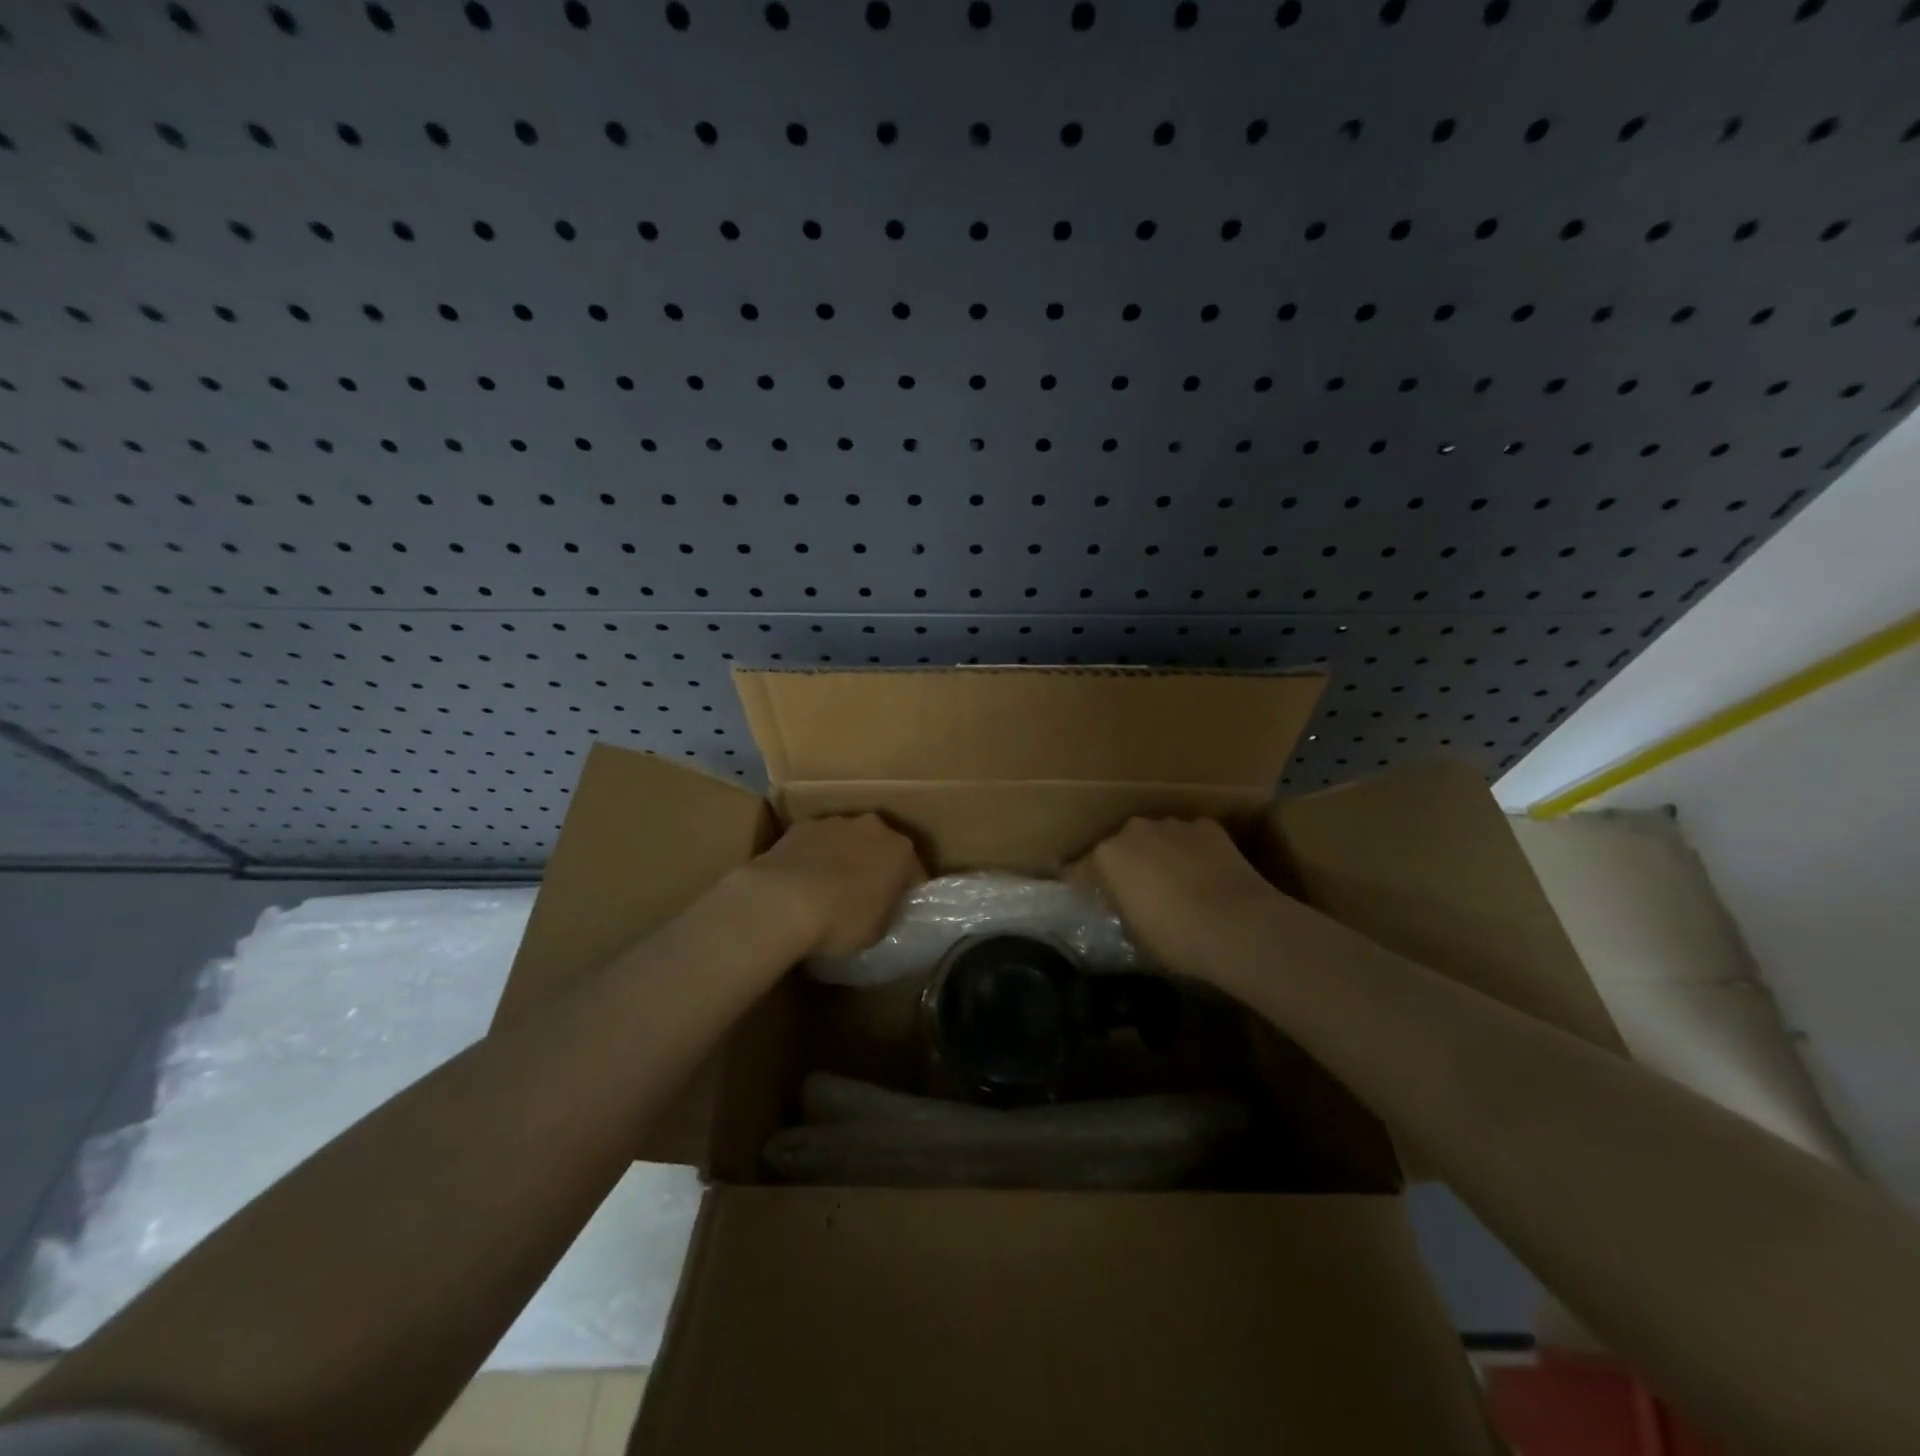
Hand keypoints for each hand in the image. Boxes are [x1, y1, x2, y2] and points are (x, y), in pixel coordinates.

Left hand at [744, 814, 924, 957]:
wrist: (783, 901)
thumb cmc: (841, 920)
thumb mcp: (878, 931)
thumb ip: (887, 913)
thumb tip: (881, 909)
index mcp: (901, 850)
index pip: (914, 872)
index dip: (907, 893)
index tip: (897, 911)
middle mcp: (872, 827)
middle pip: (880, 847)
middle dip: (876, 867)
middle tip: (865, 897)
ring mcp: (834, 822)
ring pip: (846, 840)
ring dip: (843, 858)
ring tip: (828, 890)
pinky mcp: (799, 826)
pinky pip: (815, 843)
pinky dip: (813, 857)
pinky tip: (801, 883)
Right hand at [1070, 818, 1281, 978]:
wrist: (1238, 925)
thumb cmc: (1175, 936)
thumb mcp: (1134, 931)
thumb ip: (1120, 906)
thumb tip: (1124, 901)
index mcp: (1106, 855)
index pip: (1079, 869)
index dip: (1080, 884)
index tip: (1082, 895)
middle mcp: (1133, 830)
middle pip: (1119, 846)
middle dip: (1124, 864)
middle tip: (1135, 891)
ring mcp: (1172, 824)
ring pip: (1156, 838)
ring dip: (1158, 854)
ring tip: (1174, 882)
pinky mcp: (1207, 826)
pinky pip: (1189, 838)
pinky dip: (1191, 851)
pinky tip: (1204, 874)